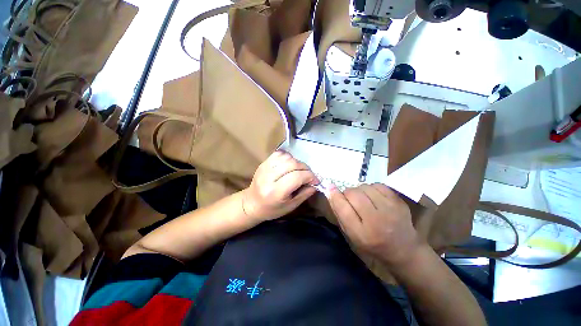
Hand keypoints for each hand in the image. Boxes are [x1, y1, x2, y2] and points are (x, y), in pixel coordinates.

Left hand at [242, 151, 318, 221]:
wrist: (251, 204)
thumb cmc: (272, 209)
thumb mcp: (290, 206)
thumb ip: (304, 194)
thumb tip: (315, 184)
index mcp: (275, 192)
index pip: (296, 177)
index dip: (310, 176)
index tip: (316, 180)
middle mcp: (269, 177)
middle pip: (292, 164)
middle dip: (305, 168)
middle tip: (309, 175)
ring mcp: (265, 168)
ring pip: (287, 157)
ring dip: (297, 162)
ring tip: (299, 170)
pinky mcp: (263, 163)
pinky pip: (279, 154)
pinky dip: (288, 157)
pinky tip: (290, 165)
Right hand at [328, 183, 422, 266]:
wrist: (403, 250)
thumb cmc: (372, 244)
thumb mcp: (351, 235)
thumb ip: (340, 214)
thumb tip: (331, 191)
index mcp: (361, 234)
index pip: (343, 208)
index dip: (334, 195)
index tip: (330, 187)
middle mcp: (376, 221)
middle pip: (353, 194)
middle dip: (347, 193)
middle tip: (350, 199)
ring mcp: (390, 210)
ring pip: (365, 187)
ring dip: (359, 191)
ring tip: (363, 199)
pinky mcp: (399, 202)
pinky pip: (378, 185)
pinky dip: (371, 188)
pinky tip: (373, 196)